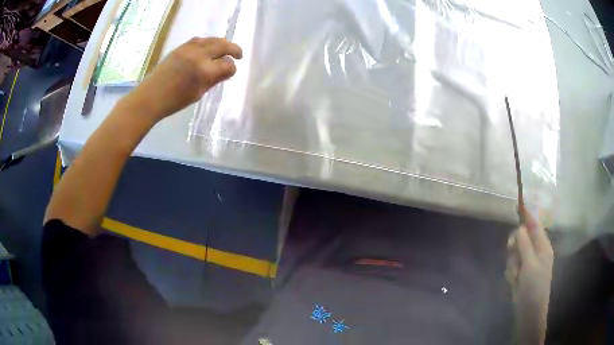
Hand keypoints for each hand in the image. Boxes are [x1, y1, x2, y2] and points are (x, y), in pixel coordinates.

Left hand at [122, 37, 242, 121]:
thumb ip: (214, 80)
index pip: (227, 65)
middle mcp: (199, 56)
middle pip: (223, 46)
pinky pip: (199, 40)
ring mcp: (189, 49)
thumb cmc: (174, 101)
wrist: (151, 96)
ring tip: (225, 48)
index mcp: (205, 71)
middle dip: (234, 50)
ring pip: (212, 39)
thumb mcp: (198, 93)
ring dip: (222, 43)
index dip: (232, 69)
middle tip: (239, 54)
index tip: (231, 73)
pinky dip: (208, 42)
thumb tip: (227, 71)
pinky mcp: (181, 47)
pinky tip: (208, 47)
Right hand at [507, 208, 553, 343]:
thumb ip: (525, 244)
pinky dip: (511, 273)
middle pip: (522, 238)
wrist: (529, 311)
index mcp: (543, 246)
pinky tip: (514, 282)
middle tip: (510, 249)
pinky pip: (512, 265)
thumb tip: (520, 228)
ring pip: (515, 253)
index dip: (526, 215)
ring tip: (516, 277)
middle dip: (515, 246)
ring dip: (512, 264)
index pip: (534, 225)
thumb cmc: (534, 286)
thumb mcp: (530, 264)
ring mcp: (528, 263)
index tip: (518, 204)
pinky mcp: (521, 273)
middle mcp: (536, 252)